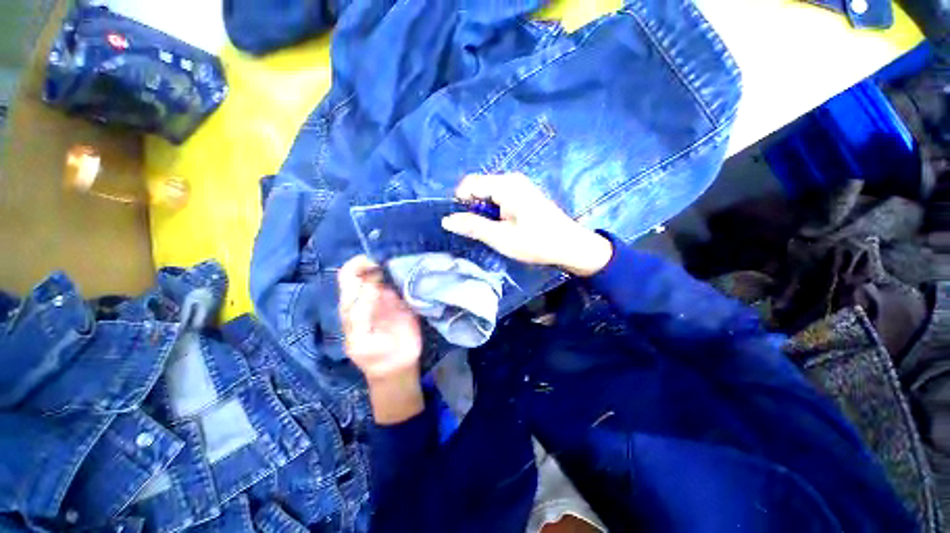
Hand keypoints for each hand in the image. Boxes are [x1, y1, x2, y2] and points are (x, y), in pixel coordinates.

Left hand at [339, 255, 423, 423]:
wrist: (398, 367)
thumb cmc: (374, 357)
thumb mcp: (360, 342)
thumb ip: (359, 316)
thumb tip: (370, 286)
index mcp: (352, 304)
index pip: (349, 276)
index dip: (358, 265)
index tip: (375, 262)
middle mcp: (369, 294)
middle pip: (368, 268)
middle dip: (378, 260)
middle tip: (393, 262)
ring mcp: (389, 295)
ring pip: (388, 271)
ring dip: (394, 264)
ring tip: (405, 264)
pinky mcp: (405, 299)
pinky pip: (405, 281)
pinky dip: (408, 273)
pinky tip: (415, 272)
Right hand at [441, 173, 612, 276]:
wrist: (570, 246)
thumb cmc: (536, 242)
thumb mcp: (501, 238)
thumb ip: (473, 226)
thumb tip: (447, 220)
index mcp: (505, 185)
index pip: (469, 184)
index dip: (460, 203)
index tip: (465, 224)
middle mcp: (511, 179)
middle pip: (478, 188)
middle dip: (473, 208)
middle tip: (481, 231)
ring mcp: (519, 186)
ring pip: (488, 194)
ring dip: (484, 212)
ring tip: (493, 231)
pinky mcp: (523, 195)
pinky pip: (499, 199)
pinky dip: (494, 212)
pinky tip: (503, 227)